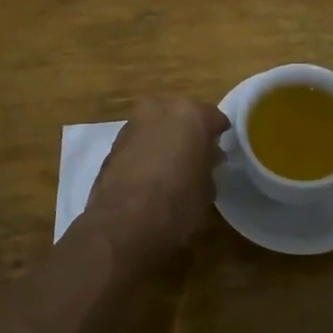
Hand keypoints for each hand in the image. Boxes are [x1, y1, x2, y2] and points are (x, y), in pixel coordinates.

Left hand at [86, 96, 229, 263]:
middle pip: (181, 115)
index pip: (213, 117)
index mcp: (191, 113)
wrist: (124, 223)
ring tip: (171, 166)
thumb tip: (206, 159)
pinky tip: (149, 174)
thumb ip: (208, 165)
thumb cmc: (178, 202)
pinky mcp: (113, 143)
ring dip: (164, 140)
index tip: (219, 151)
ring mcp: (133, 123)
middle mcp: (160, 108)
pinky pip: (138, 141)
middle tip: (195, 155)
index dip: (218, 135)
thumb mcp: (207, 188)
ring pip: (156, 125)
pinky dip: (145, 151)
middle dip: (188, 131)